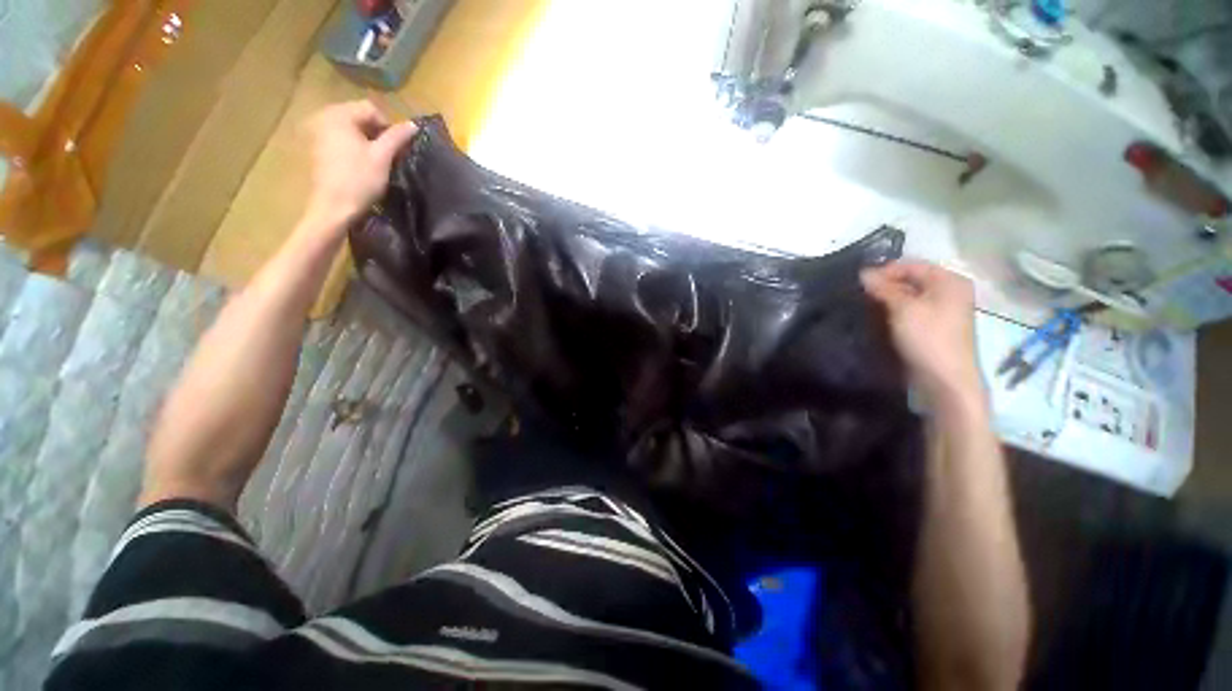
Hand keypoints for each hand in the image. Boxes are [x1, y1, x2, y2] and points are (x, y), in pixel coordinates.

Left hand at [305, 100, 417, 225]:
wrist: (333, 207)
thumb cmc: (359, 180)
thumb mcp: (382, 157)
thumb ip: (397, 137)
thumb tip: (413, 124)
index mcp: (339, 114)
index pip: (371, 109)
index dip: (388, 127)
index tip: (396, 149)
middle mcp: (324, 116)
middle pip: (359, 116)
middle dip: (376, 133)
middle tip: (387, 155)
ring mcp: (316, 131)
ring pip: (350, 128)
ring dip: (366, 141)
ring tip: (375, 161)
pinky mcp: (315, 147)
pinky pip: (339, 138)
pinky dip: (352, 146)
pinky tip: (359, 164)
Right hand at [861, 261, 981, 404]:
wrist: (943, 379)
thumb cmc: (927, 337)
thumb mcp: (903, 308)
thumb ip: (883, 288)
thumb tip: (862, 273)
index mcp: (949, 280)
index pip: (912, 265)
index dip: (885, 270)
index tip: (858, 282)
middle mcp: (949, 291)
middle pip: (911, 279)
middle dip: (885, 284)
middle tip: (858, 294)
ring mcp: (941, 310)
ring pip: (908, 296)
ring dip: (887, 298)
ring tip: (864, 304)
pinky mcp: (932, 327)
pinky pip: (910, 310)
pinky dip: (893, 310)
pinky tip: (877, 316)